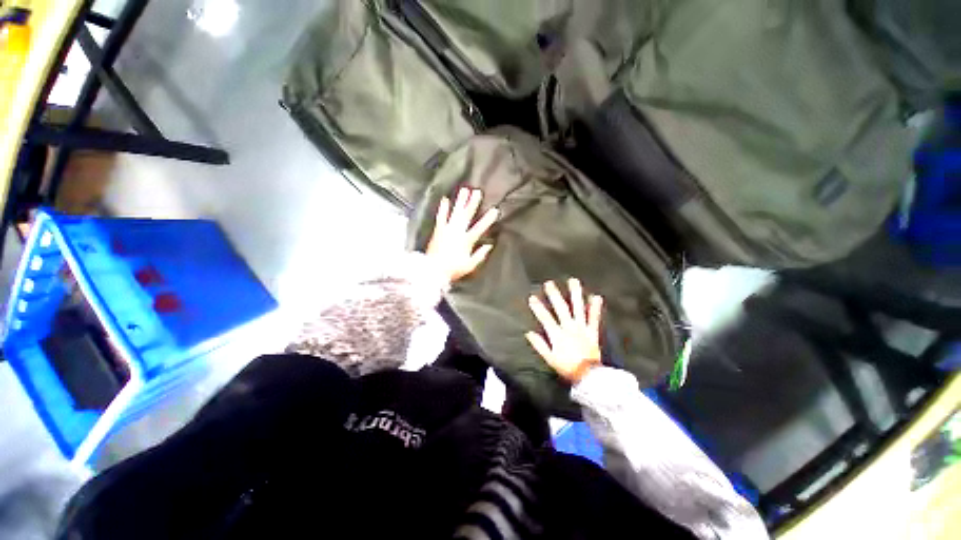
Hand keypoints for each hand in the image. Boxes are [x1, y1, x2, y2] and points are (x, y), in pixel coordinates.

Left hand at [426, 188, 498, 285]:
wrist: (433, 270)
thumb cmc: (453, 269)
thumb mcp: (470, 265)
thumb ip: (480, 255)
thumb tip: (489, 245)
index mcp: (466, 241)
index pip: (480, 228)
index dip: (488, 219)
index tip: (495, 210)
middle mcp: (457, 232)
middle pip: (466, 215)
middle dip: (473, 203)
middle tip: (478, 192)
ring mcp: (447, 229)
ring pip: (455, 212)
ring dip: (460, 201)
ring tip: (464, 190)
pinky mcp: (438, 230)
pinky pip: (441, 217)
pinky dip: (443, 208)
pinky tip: (445, 199)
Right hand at [526, 279, 603, 383]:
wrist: (588, 376)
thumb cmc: (567, 367)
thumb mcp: (550, 359)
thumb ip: (540, 345)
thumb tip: (529, 333)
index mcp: (558, 334)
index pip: (545, 318)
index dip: (538, 307)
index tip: (532, 297)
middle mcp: (570, 328)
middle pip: (561, 309)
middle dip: (554, 295)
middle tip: (549, 283)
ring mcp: (582, 328)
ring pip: (578, 308)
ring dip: (575, 294)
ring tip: (573, 281)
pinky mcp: (592, 332)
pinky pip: (594, 318)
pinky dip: (595, 308)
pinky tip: (596, 296)